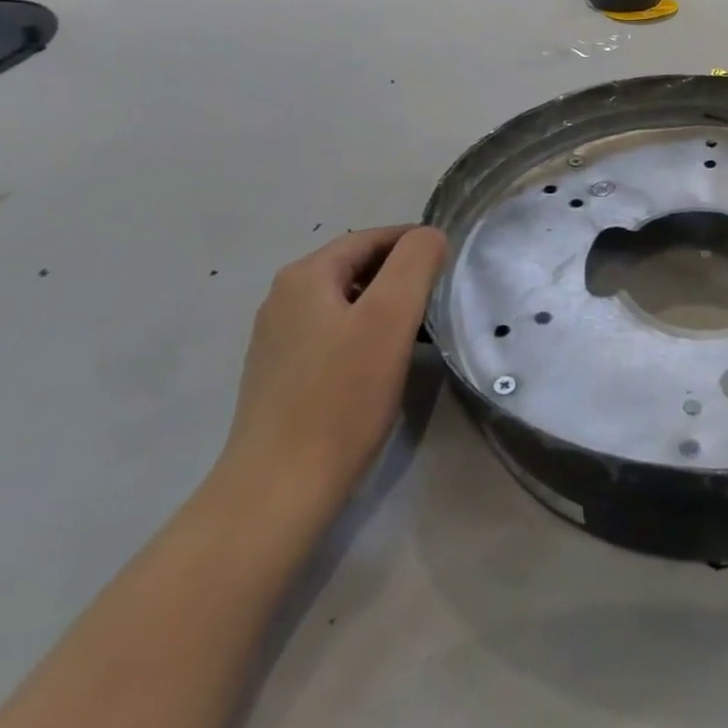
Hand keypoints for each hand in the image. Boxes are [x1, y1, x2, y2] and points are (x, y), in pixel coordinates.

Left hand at [216, 225, 448, 520]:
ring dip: (384, 306)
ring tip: (420, 330)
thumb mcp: (390, 318)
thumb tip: (429, 236)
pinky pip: (333, 335)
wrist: (279, 490)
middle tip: (440, 296)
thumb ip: (415, 263)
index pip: (369, 238)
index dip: (413, 242)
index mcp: (304, 277)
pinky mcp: (282, 376)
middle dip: (400, 274)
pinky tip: (382, 365)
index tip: (450, 261)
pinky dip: (364, 334)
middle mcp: (283, 300)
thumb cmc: (341, 398)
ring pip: (345, 303)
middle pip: (355, 267)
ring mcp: (278, 340)